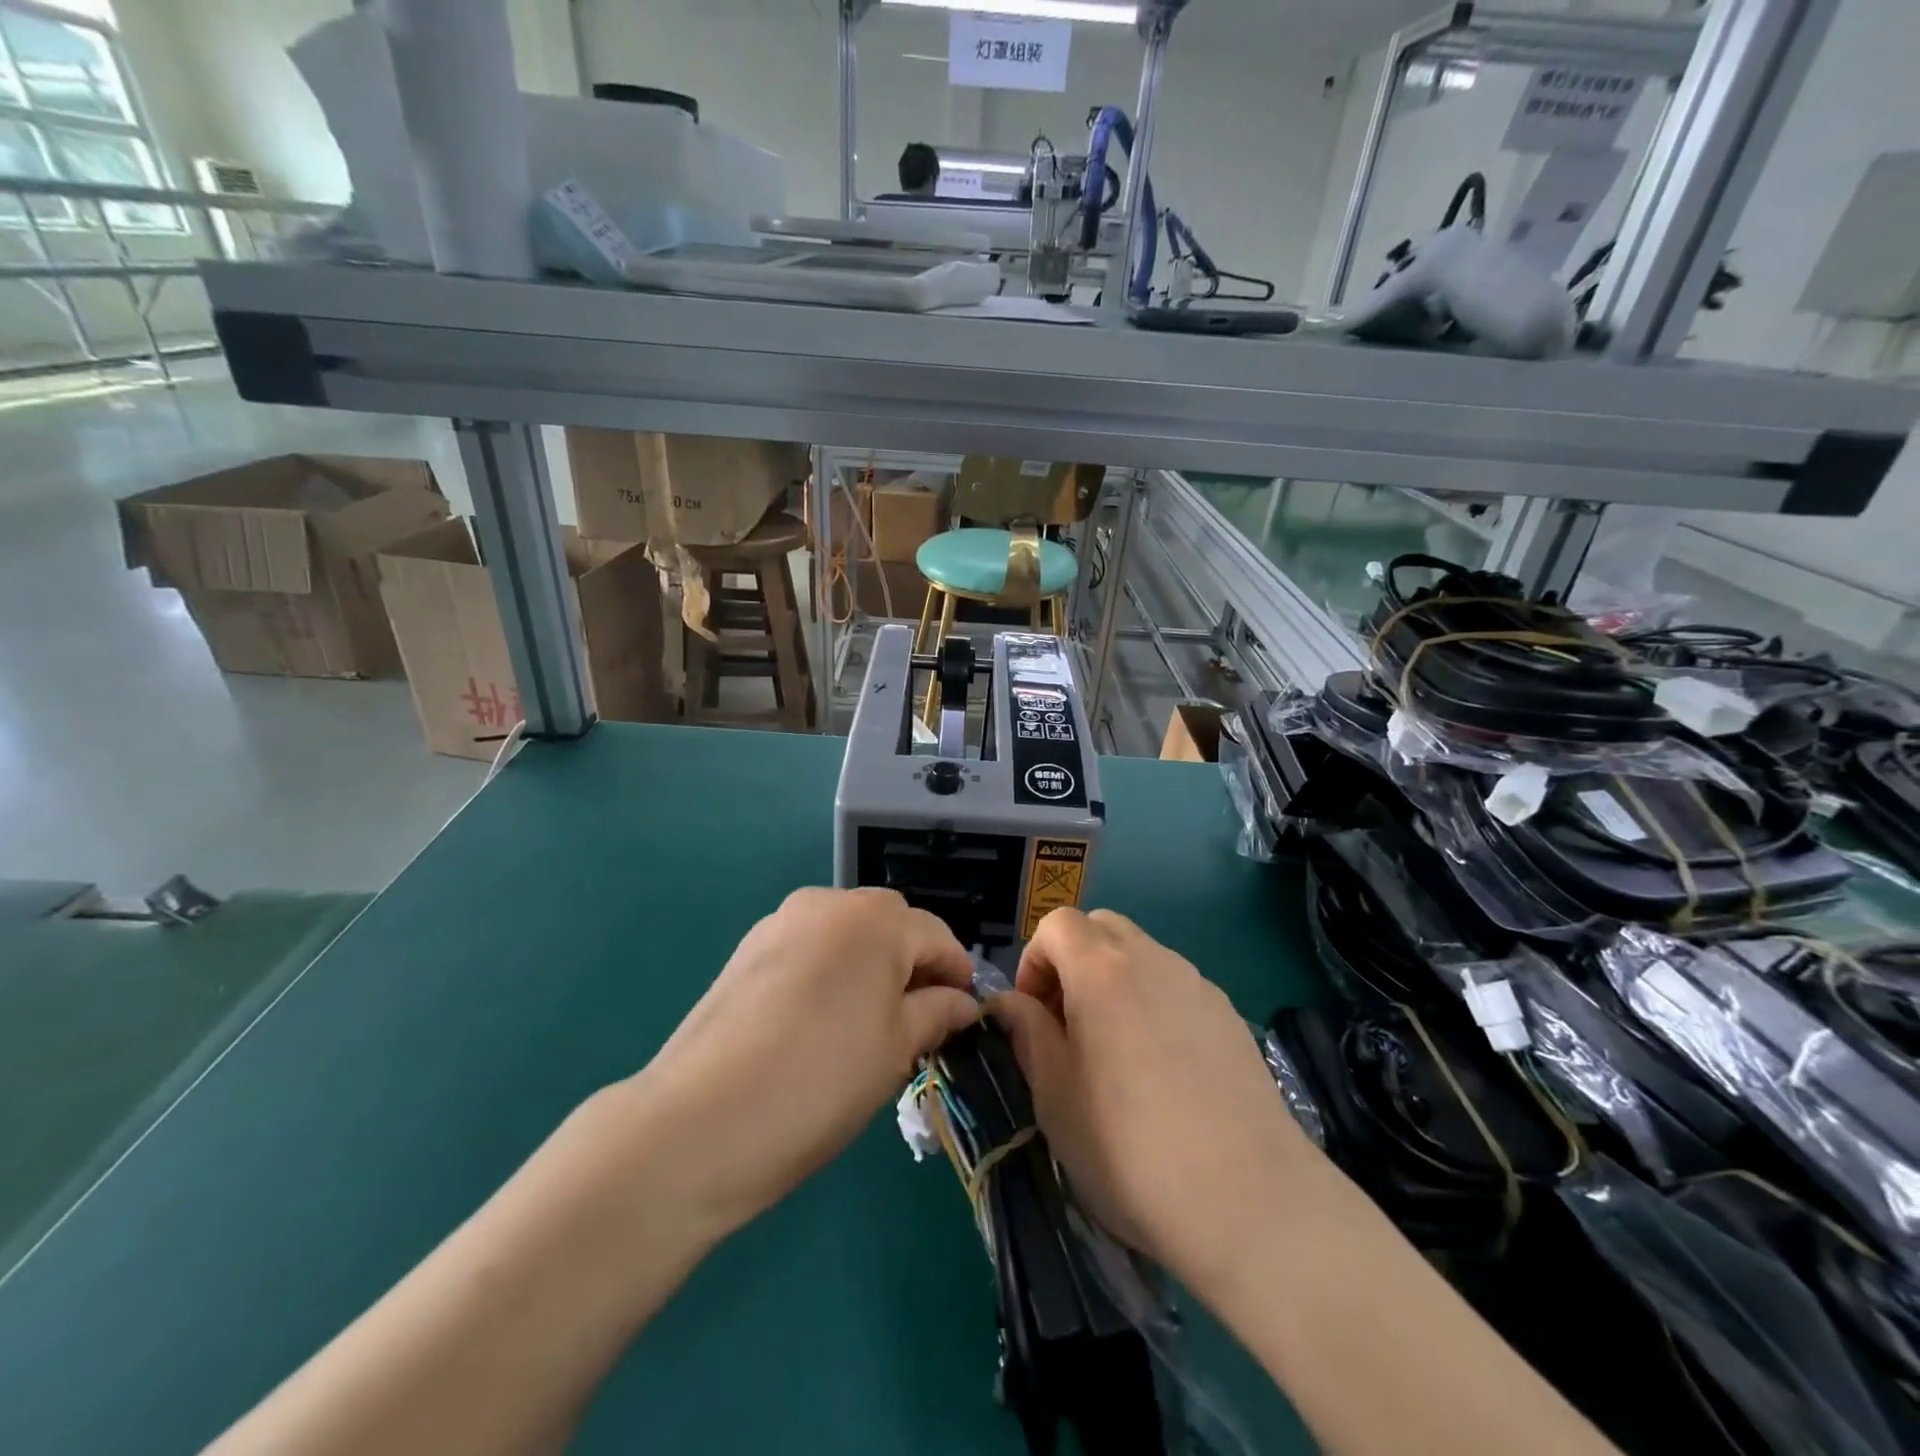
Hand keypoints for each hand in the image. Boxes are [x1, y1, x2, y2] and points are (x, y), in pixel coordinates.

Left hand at [627, 887, 980, 1236]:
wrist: (700, 1123)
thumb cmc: (821, 1082)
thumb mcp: (896, 1050)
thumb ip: (937, 1013)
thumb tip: (961, 1003)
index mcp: (875, 920)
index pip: (937, 936)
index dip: (957, 975)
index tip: (963, 1017)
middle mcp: (829, 903)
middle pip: (890, 924)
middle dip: (912, 964)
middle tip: (915, 1021)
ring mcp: (781, 921)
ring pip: (847, 932)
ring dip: (869, 964)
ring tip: (866, 1022)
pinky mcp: (748, 948)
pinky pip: (810, 945)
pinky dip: (829, 969)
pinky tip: (818, 1019)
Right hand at [988, 909, 1319, 1302]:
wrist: (1248, 1199)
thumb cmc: (1129, 1147)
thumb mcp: (1054, 1095)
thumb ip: (1027, 1033)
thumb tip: (1009, 1003)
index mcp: (1102, 969)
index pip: (1058, 924)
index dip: (1034, 961)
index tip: (1034, 1016)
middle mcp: (1153, 959)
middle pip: (1102, 929)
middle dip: (1074, 963)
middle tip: (1069, 1025)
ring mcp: (1199, 985)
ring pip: (1143, 956)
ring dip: (1116, 983)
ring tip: (1117, 1053)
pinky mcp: (1231, 1017)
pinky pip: (1178, 989)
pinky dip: (1155, 1005)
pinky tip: (1166, 1072)